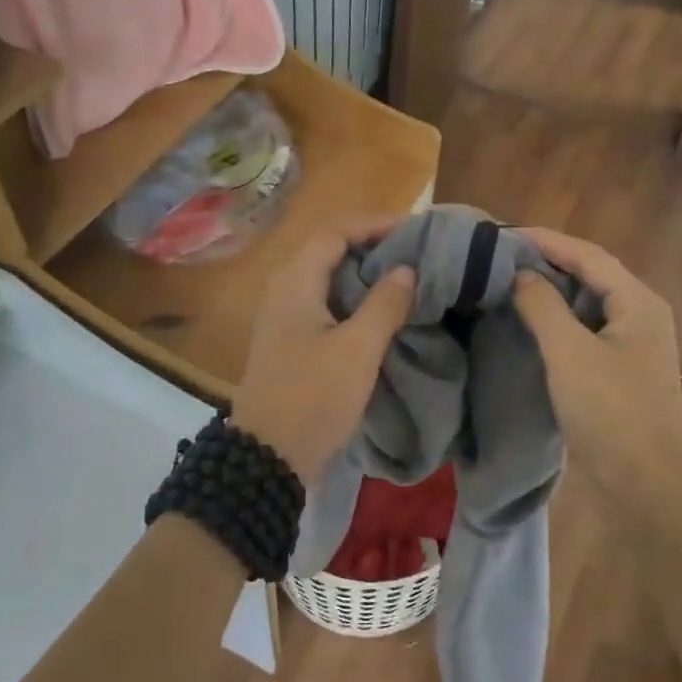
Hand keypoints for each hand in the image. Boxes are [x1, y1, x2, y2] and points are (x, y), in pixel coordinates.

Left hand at [231, 219, 415, 485]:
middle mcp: (283, 292)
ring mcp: (283, 319)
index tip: (412, 230)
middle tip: (412, 254)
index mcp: (295, 283)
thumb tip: (406, 270)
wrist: (269, 457)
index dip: (372, 224)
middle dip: (370, 246)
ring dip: (362, 275)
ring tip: (402, 281)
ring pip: (326, 280)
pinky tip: (377, 316)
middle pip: (327, 251)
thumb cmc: (314, 397)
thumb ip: (384, 305)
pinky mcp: (289, 343)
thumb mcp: (358, 350)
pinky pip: (323, 305)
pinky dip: (352, 300)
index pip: (334, 232)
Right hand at [511, 227, 681, 503]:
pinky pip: (585, 330)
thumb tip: (520, 274)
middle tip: (498, 257)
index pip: (588, 255)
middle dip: (546, 262)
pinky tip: (527, 323)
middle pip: (590, 274)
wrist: (645, 485)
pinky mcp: (619, 370)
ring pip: (586, 304)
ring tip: (506, 283)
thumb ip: (543, 306)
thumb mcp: (570, 353)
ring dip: (550, 291)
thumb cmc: (610, 413)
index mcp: (638, 302)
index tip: (501, 234)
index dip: (545, 240)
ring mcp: (632, 345)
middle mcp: (640, 315)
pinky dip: (556, 320)